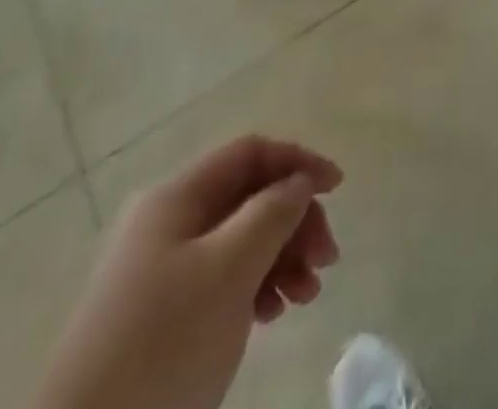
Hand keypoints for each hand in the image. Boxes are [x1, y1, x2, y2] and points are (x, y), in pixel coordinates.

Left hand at [33, 136, 342, 408]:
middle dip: (295, 220)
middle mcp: (167, 223)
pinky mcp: (159, 318)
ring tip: (306, 295)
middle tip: (327, 259)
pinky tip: (272, 315)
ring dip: (282, 257)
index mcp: (176, 198)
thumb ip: (272, 212)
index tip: (338, 189)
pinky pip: (222, 280)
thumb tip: (298, 181)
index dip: (298, 161)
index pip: (250, 153)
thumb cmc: (163, 344)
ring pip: (239, 241)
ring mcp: (160, 272)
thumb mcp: (230, 269)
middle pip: (248, 197)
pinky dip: (256, 287)